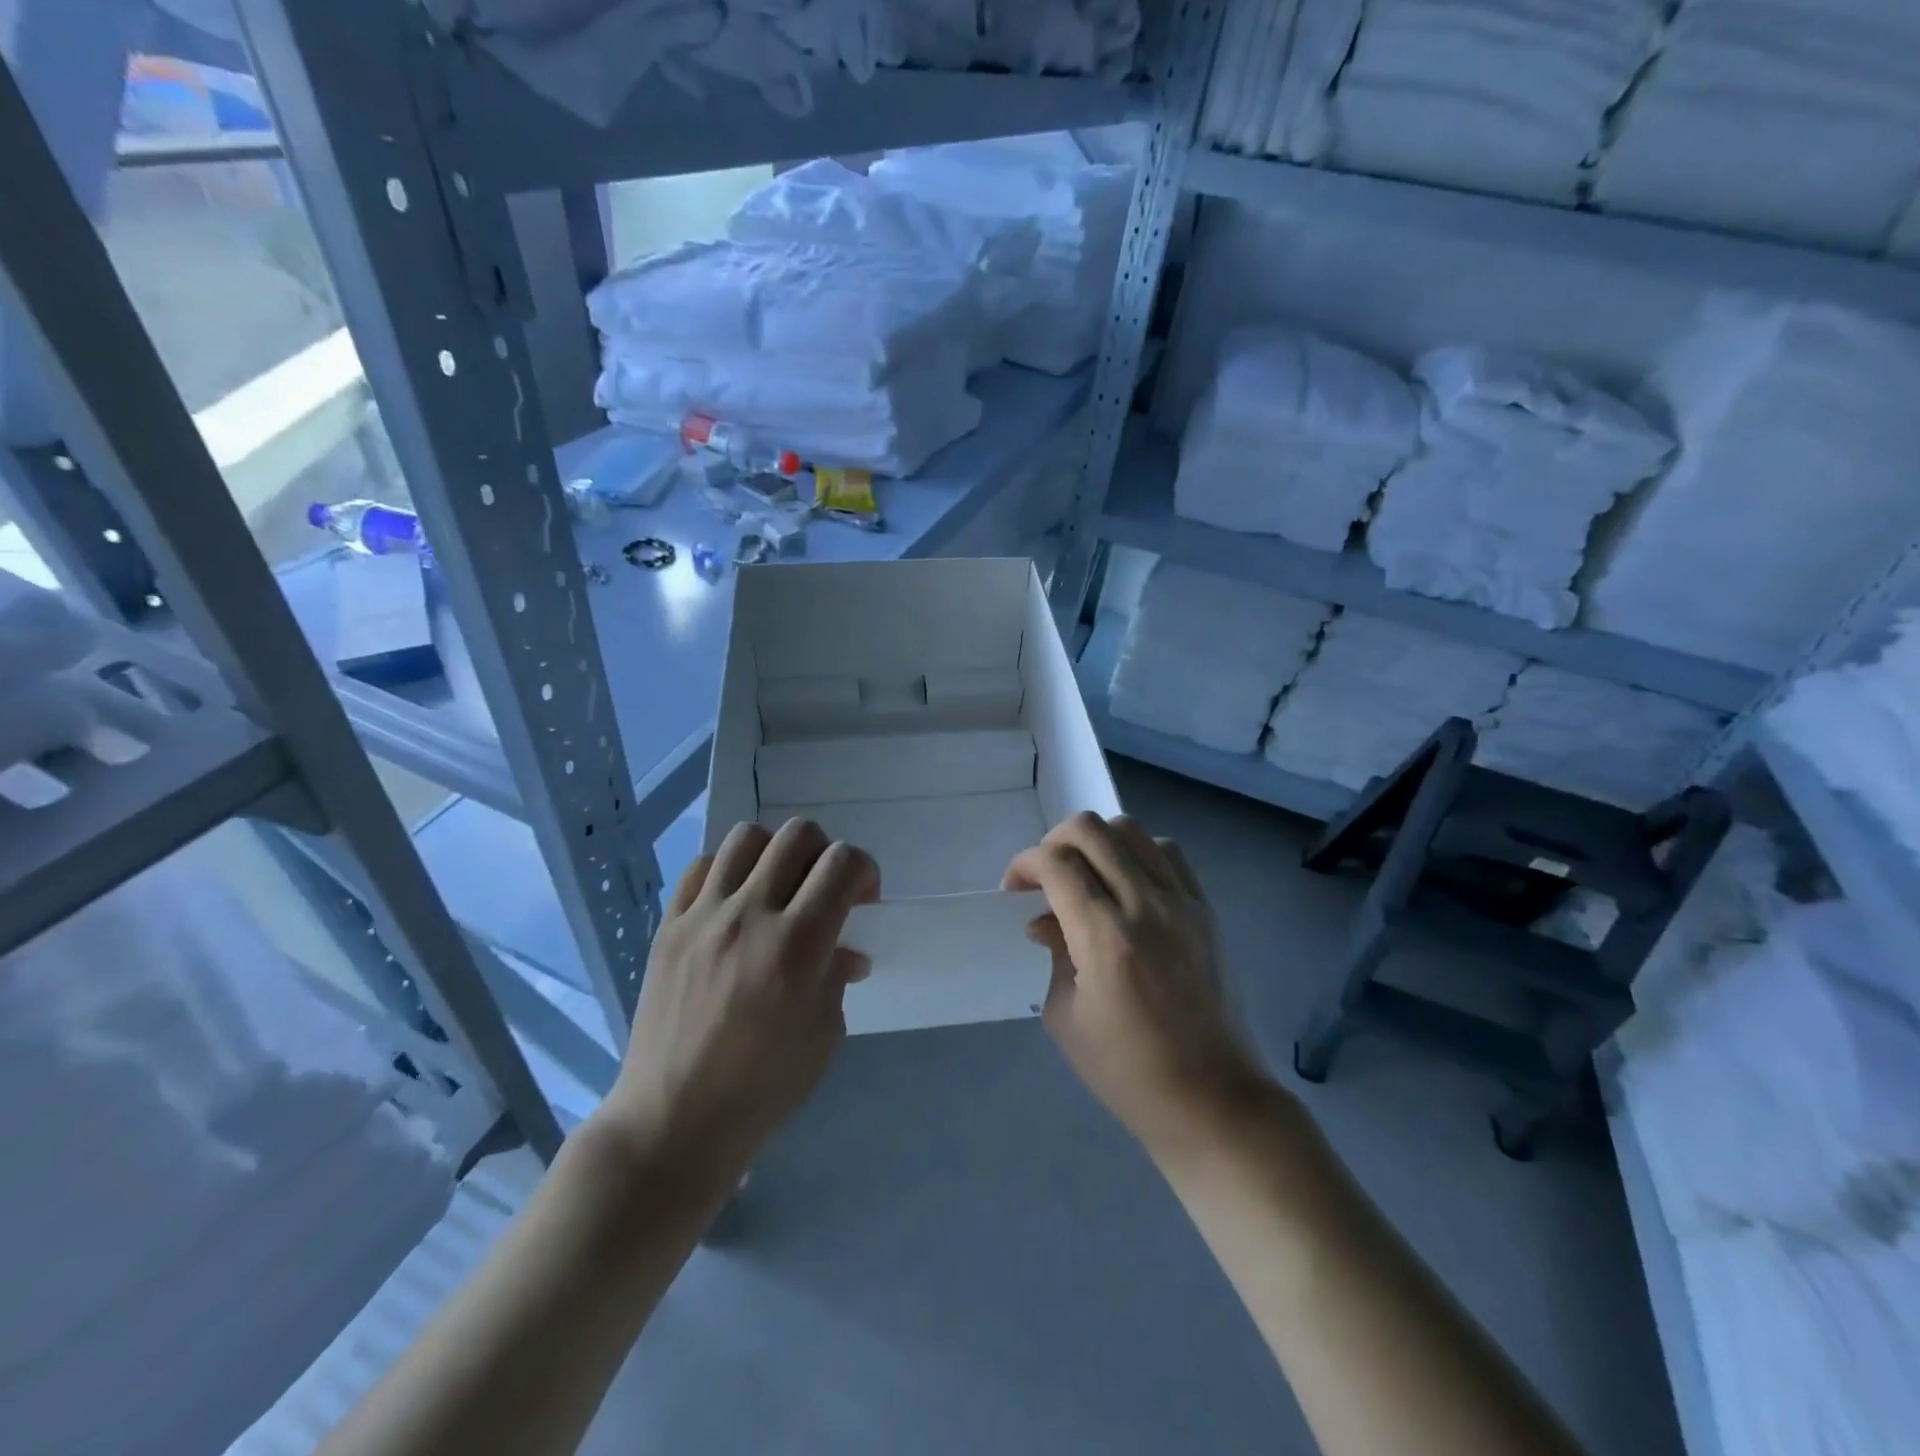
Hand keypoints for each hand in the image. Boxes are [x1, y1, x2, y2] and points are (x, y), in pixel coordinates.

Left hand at [601, 819, 878, 1187]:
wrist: (673, 1121)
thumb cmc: (762, 1087)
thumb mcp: (824, 1034)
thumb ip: (836, 976)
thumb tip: (845, 951)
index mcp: (797, 945)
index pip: (843, 864)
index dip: (864, 870)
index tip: (863, 900)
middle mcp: (750, 915)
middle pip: (798, 836)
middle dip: (826, 853)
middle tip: (824, 890)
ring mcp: (703, 916)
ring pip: (748, 837)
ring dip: (776, 853)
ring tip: (778, 888)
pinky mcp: (669, 926)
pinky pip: (701, 867)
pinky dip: (728, 871)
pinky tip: (734, 902)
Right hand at [1004, 813, 1265, 1155]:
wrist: (1212, 1099)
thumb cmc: (1127, 1071)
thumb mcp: (1066, 1017)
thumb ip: (1054, 954)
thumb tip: (1045, 921)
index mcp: (1104, 937)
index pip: (1056, 863)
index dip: (1024, 864)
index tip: (1014, 888)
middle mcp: (1145, 906)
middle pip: (1092, 830)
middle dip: (1054, 841)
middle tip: (1044, 877)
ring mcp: (1182, 903)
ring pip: (1132, 830)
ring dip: (1096, 842)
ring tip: (1085, 876)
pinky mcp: (1205, 910)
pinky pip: (1168, 853)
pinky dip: (1138, 853)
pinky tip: (1126, 884)